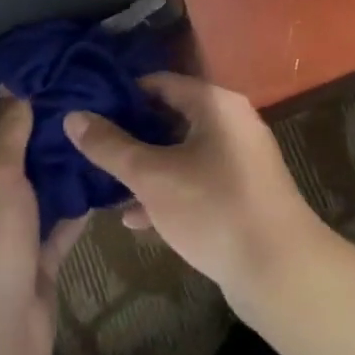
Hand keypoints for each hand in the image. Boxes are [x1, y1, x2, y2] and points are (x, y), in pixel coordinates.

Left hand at [0, 93, 86, 354]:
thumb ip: (6, 130)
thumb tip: (8, 83)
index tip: (20, 74)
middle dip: (28, 133)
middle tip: (63, 94)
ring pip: (28, 193)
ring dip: (52, 167)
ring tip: (85, 124)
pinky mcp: (28, 262)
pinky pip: (52, 225)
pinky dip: (72, 205)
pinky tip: (100, 173)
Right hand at [63, 73, 324, 310]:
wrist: (282, 272)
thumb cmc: (213, 209)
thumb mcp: (152, 176)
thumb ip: (110, 146)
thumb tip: (72, 116)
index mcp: (215, 104)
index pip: (159, 82)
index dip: (121, 95)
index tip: (87, 111)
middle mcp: (231, 123)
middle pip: (169, 118)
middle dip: (129, 136)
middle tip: (90, 148)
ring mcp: (240, 161)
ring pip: (180, 154)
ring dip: (145, 169)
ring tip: (103, 184)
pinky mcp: (242, 195)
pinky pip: (196, 182)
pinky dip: (168, 193)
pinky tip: (135, 219)